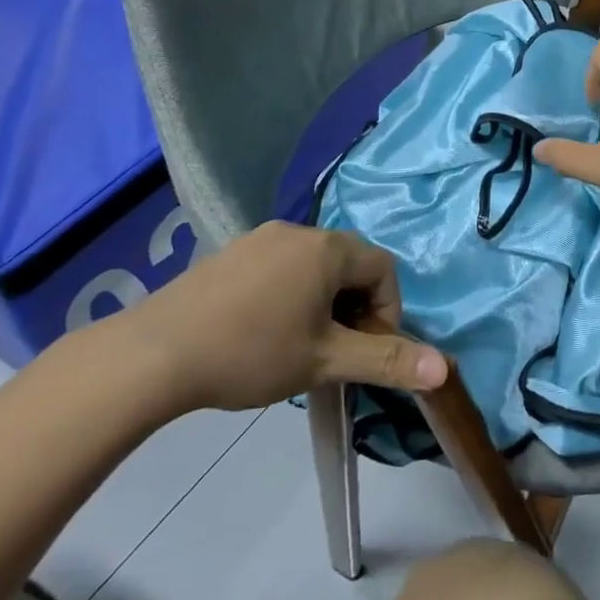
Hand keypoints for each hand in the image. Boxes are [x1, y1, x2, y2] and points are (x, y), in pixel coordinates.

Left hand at [114, 222, 446, 414]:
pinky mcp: (231, 253)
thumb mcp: (325, 361)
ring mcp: (260, 238)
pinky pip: (279, 266)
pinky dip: (289, 293)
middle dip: (355, 307)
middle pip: (350, 263)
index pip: (384, 268)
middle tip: (334, 351)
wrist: (154, 354)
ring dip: (322, 301)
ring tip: (299, 346)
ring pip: (313, 266)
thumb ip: (386, 360)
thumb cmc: (251, 353)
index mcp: (328, 249)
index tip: (365, 351)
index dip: (387, 311)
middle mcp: (298, 231)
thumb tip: (445, 368)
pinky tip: (261, 332)